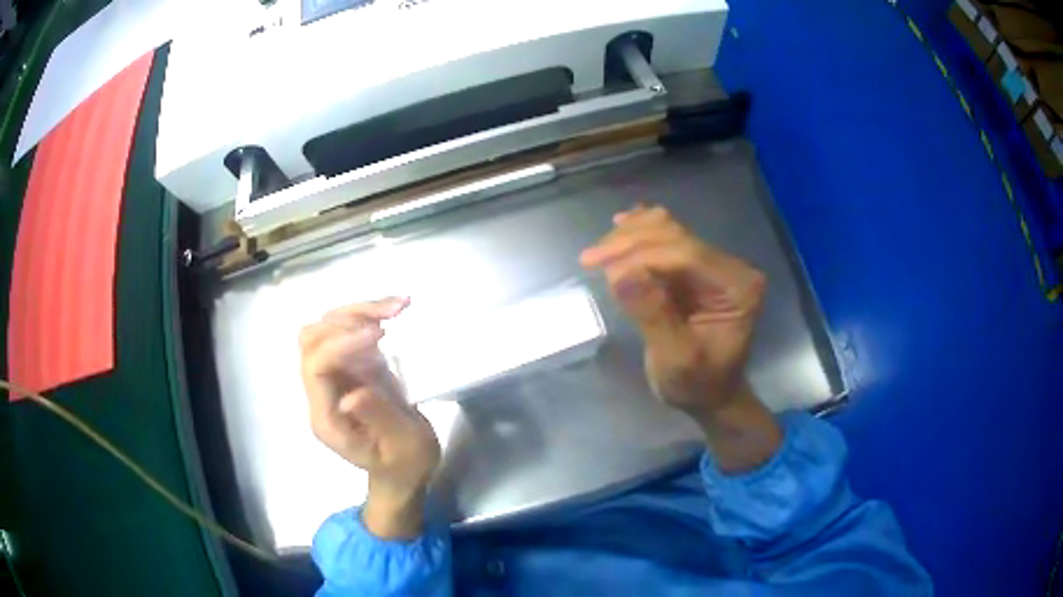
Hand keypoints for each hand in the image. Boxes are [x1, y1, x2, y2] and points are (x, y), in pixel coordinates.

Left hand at [299, 298, 440, 538]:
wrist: (404, 472)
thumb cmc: (405, 465)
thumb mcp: (402, 448)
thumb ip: (378, 420)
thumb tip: (352, 393)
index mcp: (326, 418)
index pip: (316, 366)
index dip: (342, 343)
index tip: (380, 335)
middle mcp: (322, 393)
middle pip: (312, 340)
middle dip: (346, 320)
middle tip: (389, 318)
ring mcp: (334, 378)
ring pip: (326, 329)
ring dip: (357, 312)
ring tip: (396, 308)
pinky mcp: (351, 369)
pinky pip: (348, 331)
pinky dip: (368, 314)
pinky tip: (395, 309)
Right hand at [581, 206, 779, 470]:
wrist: (709, 394)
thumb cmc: (697, 384)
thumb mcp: (676, 360)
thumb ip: (654, 316)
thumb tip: (621, 273)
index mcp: (738, 287)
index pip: (688, 254)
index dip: (642, 254)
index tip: (601, 266)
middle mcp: (730, 266)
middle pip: (676, 235)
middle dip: (630, 242)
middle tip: (589, 259)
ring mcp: (713, 263)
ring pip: (667, 229)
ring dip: (629, 236)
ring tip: (597, 254)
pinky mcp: (695, 265)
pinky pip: (665, 237)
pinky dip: (638, 234)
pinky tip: (618, 228)